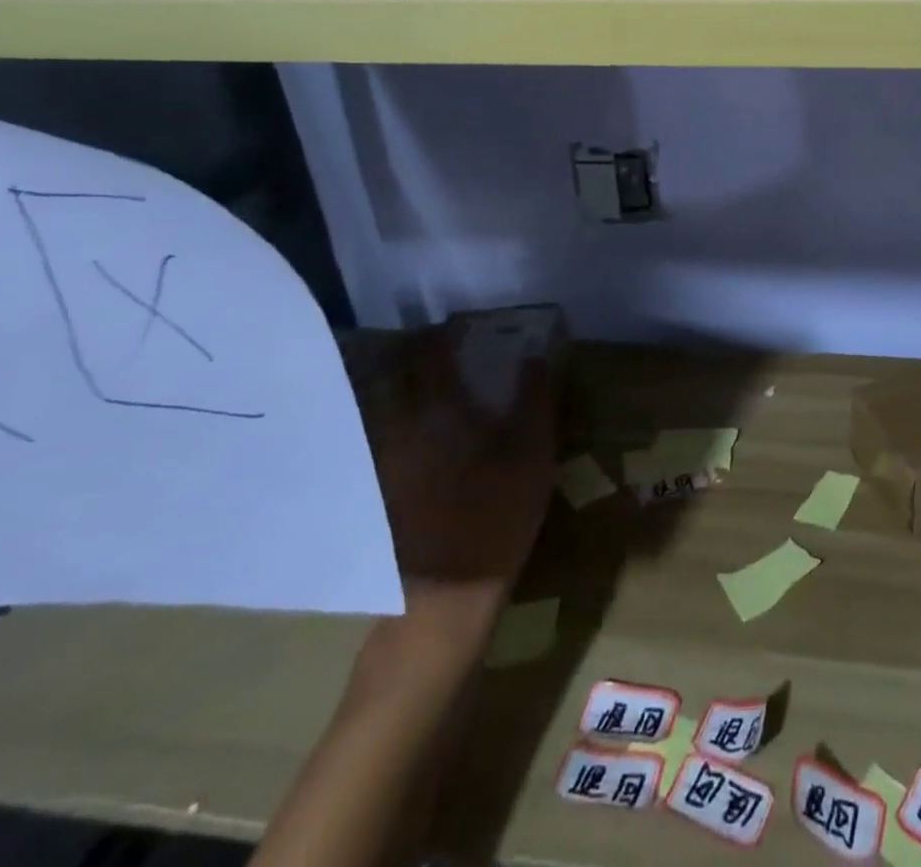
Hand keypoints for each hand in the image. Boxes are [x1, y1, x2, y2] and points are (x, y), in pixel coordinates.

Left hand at [361, 334, 558, 659]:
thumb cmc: (495, 517)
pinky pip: (389, 437)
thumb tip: (536, 358)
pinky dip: (403, 421)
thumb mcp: (532, 456)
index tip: (461, 325)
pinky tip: (426, 433)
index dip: (444, 336)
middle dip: (418, 356)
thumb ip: (536, 402)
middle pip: (398, 378)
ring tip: (434, 384)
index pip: (431, 358)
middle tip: (445, 349)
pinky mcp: (385, 491)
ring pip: (388, 409)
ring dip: (407, 387)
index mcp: (438, 415)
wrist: (446, 596)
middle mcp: (402, 431)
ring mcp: (387, 463)